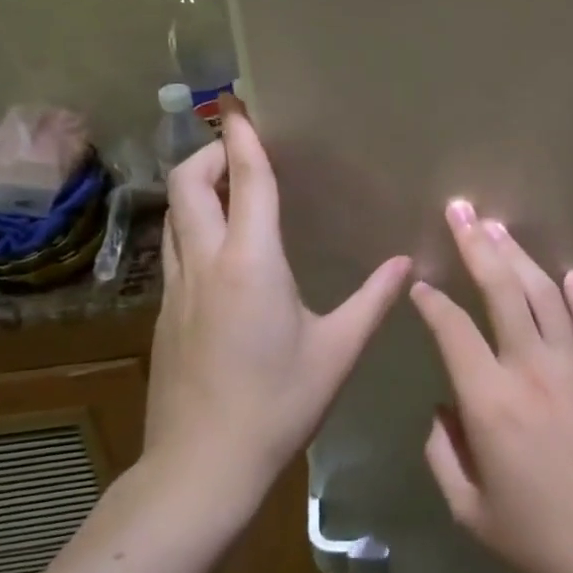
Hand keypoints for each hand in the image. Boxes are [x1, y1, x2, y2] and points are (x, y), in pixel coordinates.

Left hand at [145, 100, 409, 509]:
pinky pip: (174, 249)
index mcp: (251, 262)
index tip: (239, 106)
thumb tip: (407, 264)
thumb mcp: (338, 351)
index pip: (245, 181)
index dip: (242, 138)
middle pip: (188, 184)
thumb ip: (374, 300)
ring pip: (174, 216)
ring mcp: (176, 289)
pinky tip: (221, 251)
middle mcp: (206, 263)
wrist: (201, 467)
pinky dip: (193, 227)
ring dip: (196, 189)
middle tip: (239, 148)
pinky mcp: (165, 314)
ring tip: (229, 188)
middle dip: (209, 153)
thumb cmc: (277, 404)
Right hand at [411, 199, 572, 572]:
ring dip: (520, 256)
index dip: (431, 302)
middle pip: (502, 289)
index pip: (452, 330)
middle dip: (476, 244)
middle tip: (460, 209)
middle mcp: (532, 369)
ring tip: (499, 227)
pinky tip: (568, 274)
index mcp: (490, 402)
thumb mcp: (470, 510)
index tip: (420, 285)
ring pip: (546, 294)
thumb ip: (443, 454)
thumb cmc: (540, 540)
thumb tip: (444, 408)